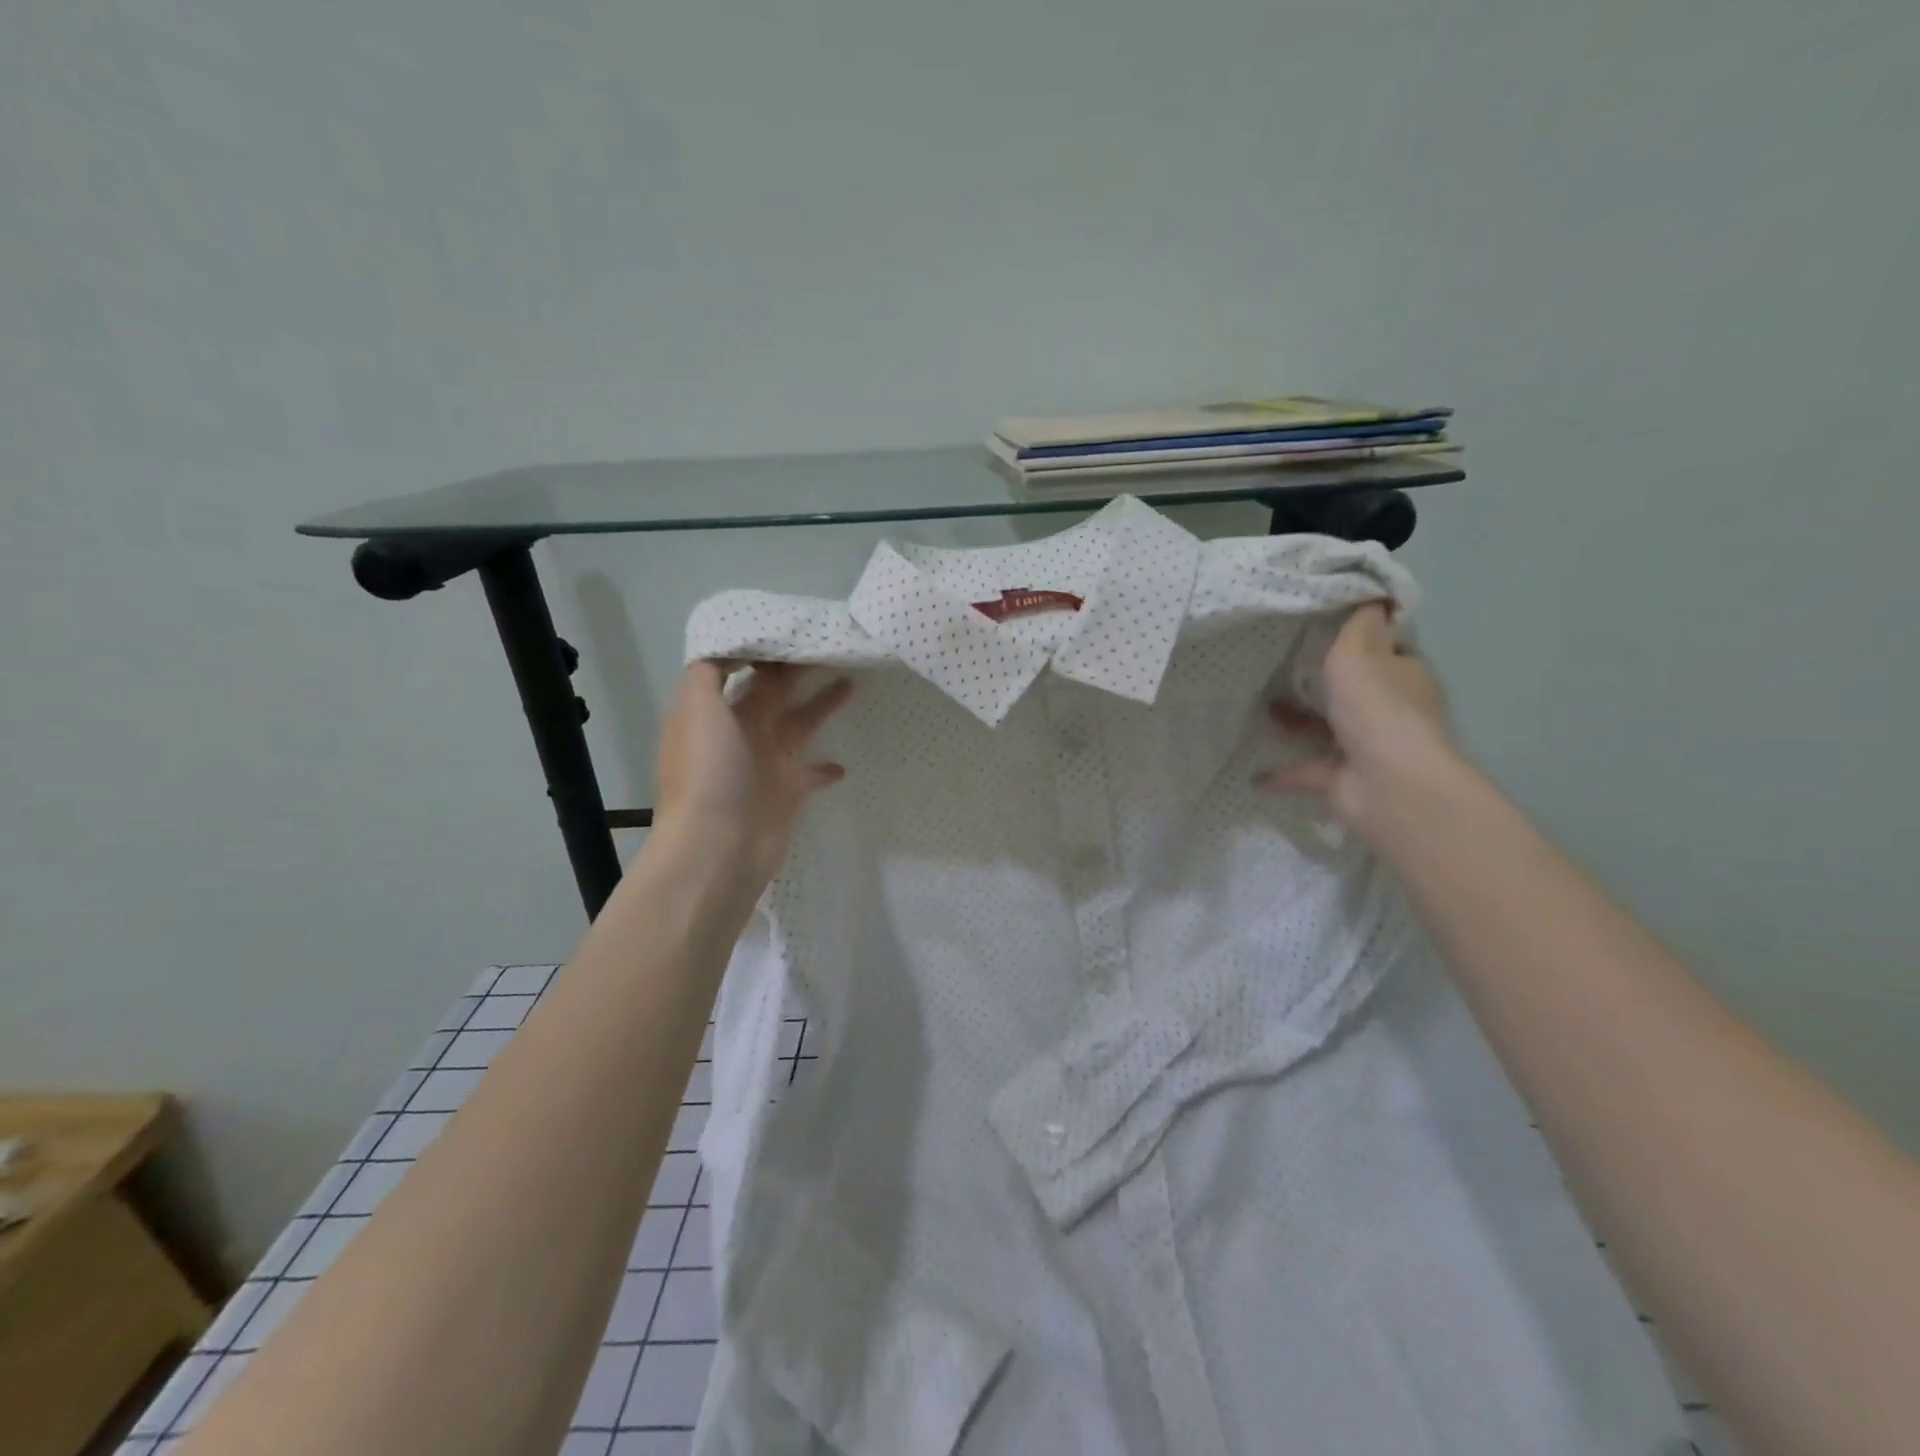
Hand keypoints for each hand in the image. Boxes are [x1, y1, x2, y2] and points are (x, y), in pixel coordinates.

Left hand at [653, 661, 850, 896]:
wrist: (718, 847)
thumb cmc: (709, 771)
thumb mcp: (697, 707)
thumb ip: (711, 670)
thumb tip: (735, 648)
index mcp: (713, 710)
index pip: (740, 668)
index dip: (765, 648)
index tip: (798, 628)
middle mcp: (737, 732)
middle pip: (772, 691)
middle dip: (799, 670)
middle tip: (835, 647)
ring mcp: (763, 763)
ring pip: (797, 724)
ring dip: (821, 705)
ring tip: (851, 684)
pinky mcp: (785, 793)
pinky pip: (809, 773)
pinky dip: (824, 767)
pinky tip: (843, 763)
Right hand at [1260, 603, 1462, 838]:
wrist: (1387, 784)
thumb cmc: (1376, 708)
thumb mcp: (1359, 651)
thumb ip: (1359, 624)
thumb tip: (1376, 595)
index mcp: (1402, 676)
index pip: (1384, 652)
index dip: (1360, 640)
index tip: (1322, 628)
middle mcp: (1389, 711)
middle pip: (1354, 691)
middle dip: (1323, 682)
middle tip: (1277, 665)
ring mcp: (1366, 749)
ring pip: (1327, 729)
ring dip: (1297, 722)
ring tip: (1258, 710)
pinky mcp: (1342, 781)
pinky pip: (1306, 772)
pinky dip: (1281, 774)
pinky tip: (1252, 774)